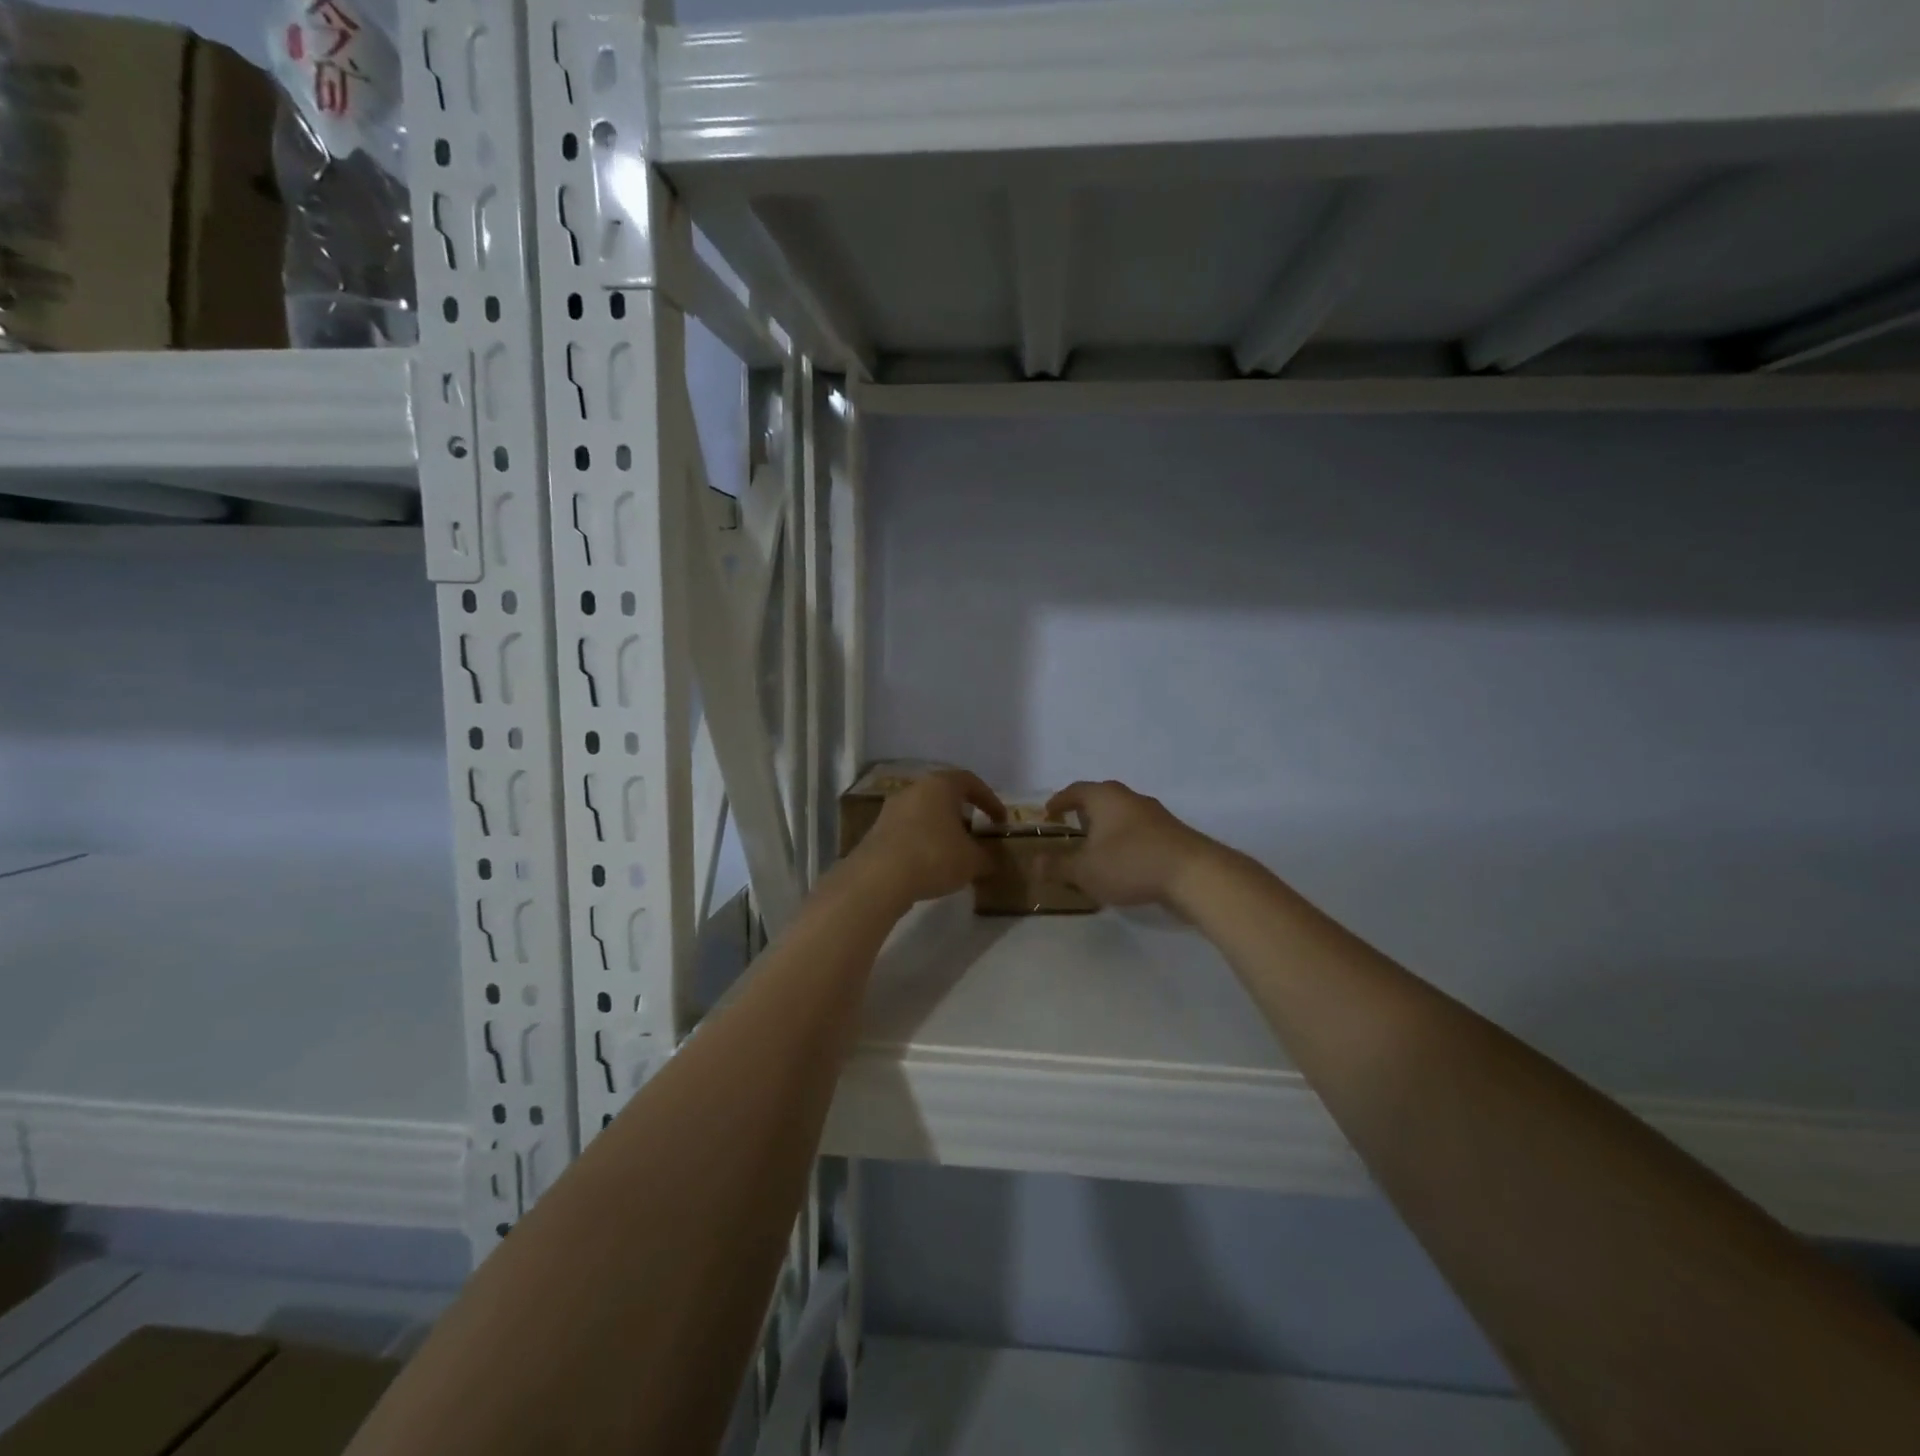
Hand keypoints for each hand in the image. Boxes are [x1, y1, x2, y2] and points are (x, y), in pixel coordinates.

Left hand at [854, 770, 1005, 905]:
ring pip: (924, 813)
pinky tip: (928, 865)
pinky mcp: (876, 831)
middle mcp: (914, 789)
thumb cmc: (934, 856)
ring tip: (953, 853)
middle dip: (962, 815)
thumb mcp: (972, 861)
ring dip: (940, 829)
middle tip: (975, 835)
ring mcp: (891, 809)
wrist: (879, 878)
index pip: (970, 781)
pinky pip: (907, 831)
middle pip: (944, 796)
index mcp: (940, 785)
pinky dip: (921, 842)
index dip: (989, 800)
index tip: (1000, 821)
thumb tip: (992, 860)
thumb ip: (987, 857)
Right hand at [1046, 780, 1217, 908]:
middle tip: (1071, 828)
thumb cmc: (1130, 863)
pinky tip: (1124, 862)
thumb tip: (1033, 863)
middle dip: (1084, 812)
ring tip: (1096, 848)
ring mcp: (1155, 814)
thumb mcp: (1084, 870)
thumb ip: (1057, 866)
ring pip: (1122, 815)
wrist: (1194, 874)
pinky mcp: (1172, 834)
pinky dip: (1126, 841)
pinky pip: (1139, 831)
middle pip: (1101, 798)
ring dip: (1107, 828)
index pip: (1075, 790)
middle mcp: (1130, 797)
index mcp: (1105, 797)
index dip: (1059, 801)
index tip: (1048, 813)